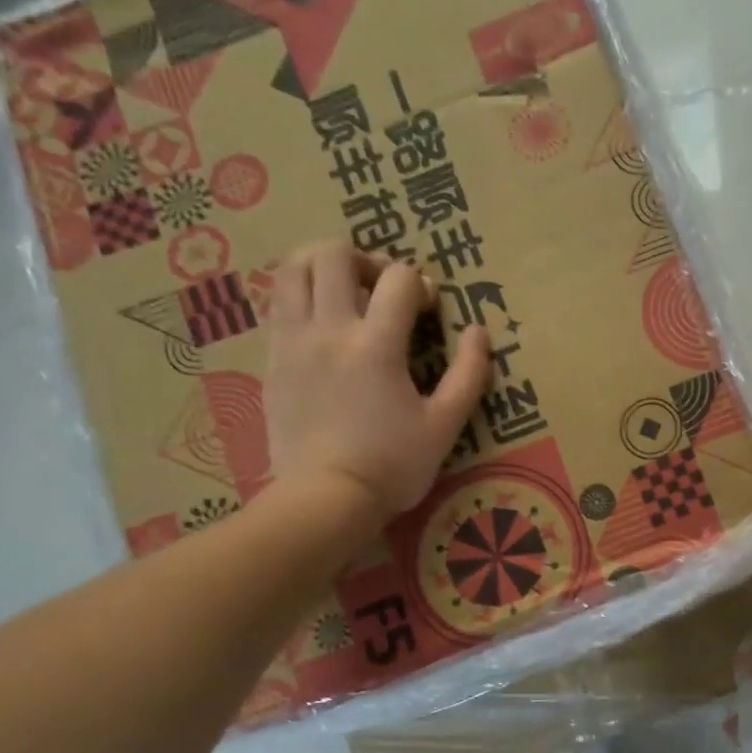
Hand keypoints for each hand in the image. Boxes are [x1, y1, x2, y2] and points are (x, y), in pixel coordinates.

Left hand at [263, 241, 490, 530]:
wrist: (326, 498)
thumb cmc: (394, 465)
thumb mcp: (445, 425)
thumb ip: (468, 374)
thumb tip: (480, 331)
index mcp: (376, 345)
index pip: (398, 279)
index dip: (421, 283)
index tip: (430, 309)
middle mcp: (328, 330)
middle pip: (332, 254)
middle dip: (365, 259)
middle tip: (384, 288)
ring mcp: (292, 342)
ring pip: (292, 269)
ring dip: (322, 267)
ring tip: (346, 292)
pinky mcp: (272, 360)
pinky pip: (278, 304)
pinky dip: (301, 297)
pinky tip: (323, 325)